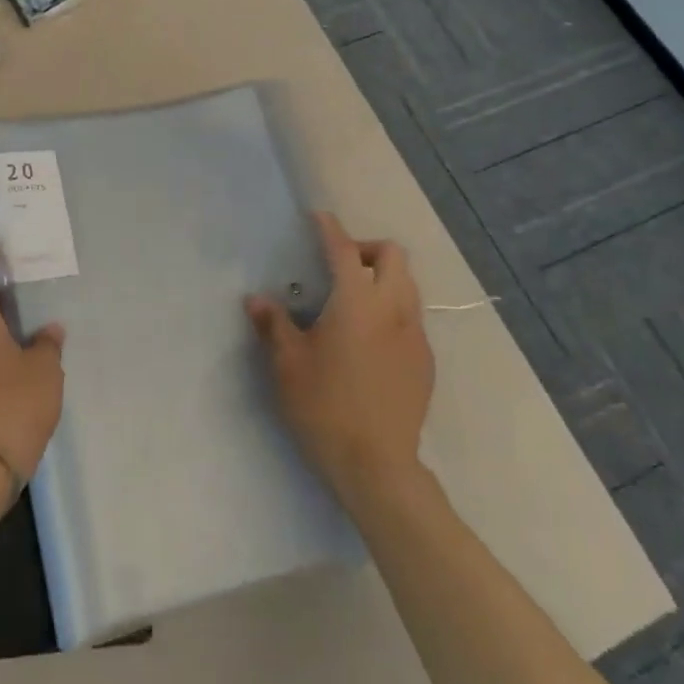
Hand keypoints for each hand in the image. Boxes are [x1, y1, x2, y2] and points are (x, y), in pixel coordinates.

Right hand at [247, 212, 434, 501]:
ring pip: (408, 285)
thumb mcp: (287, 364)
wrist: (377, 466)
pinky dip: (392, 309)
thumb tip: (257, 300)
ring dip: (383, 278)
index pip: (344, 250)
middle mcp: (393, 309)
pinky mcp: (425, 362)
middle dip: (366, 249)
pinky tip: (369, 339)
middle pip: (393, 256)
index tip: (318, 218)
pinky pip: (412, 317)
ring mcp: (415, 336)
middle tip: (339, 266)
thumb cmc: (325, 407)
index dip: (330, 229)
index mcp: (357, 302)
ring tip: (353, 300)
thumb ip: (274, 325)